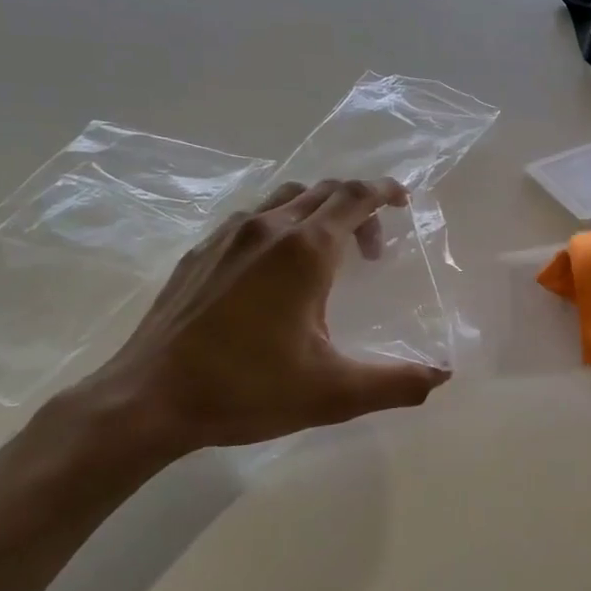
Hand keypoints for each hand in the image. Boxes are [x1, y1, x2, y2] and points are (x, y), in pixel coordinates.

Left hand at [72, 178, 450, 463]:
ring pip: (284, 200)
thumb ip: (396, 383)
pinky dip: (279, 226)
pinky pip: (251, 220)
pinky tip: (272, 271)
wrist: (149, 399)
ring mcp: (226, 237)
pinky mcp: (199, 253)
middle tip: (372, 250)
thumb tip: (442, 376)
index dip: (384, 191)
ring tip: (325, 255)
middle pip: (323, 191)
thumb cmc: (247, 389)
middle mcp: (267, 229)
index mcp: (305, 251)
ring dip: (317, 213)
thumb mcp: (333, 394)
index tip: (404, 200)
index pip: (354, 197)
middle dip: (357, 207)